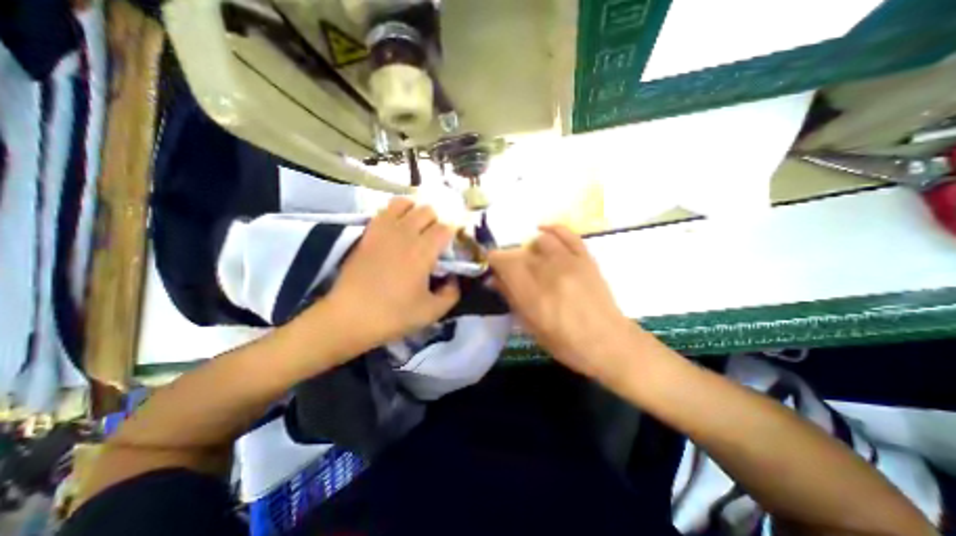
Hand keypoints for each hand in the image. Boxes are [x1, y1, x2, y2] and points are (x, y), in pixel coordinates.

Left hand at [322, 196, 459, 350]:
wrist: (349, 317)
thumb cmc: (393, 315)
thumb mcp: (432, 312)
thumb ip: (452, 293)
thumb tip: (454, 279)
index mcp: (423, 251)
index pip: (445, 228)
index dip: (453, 235)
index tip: (452, 248)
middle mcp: (405, 233)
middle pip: (428, 210)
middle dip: (437, 222)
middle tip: (435, 240)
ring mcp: (383, 230)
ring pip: (405, 203)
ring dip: (416, 211)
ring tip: (417, 228)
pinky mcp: (368, 233)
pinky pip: (385, 210)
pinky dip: (396, 212)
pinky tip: (397, 227)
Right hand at [489, 223, 635, 379]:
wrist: (607, 342)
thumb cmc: (565, 342)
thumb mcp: (530, 327)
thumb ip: (511, 299)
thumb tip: (493, 279)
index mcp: (532, 294)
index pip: (504, 263)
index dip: (493, 260)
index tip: (491, 265)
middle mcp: (548, 272)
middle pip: (519, 253)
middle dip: (510, 260)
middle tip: (511, 271)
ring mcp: (569, 262)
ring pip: (540, 241)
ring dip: (530, 249)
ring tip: (532, 260)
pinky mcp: (585, 258)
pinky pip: (567, 234)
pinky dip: (552, 229)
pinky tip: (543, 231)